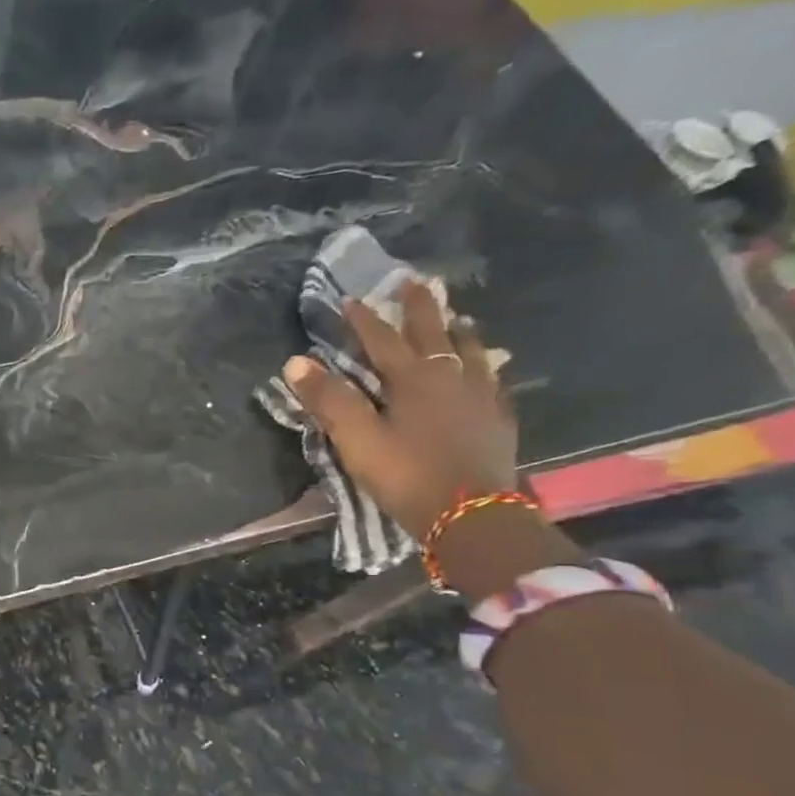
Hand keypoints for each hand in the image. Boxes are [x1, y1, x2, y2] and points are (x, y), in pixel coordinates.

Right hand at [284, 279, 516, 535]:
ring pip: (470, 350)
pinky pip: (491, 378)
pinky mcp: (499, 418)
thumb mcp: (357, 440)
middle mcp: (450, 377)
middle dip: (420, 307)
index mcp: (412, 379)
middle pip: (434, 332)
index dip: (364, 319)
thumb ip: (328, 400)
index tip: (350, 298)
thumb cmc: (407, 475)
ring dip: (458, 330)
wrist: (472, 514)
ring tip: (457, 318)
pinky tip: (486, 369)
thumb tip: (295, 362)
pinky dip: (483, 364)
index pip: (382, 340)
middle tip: (416, 281)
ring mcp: (481, 396)